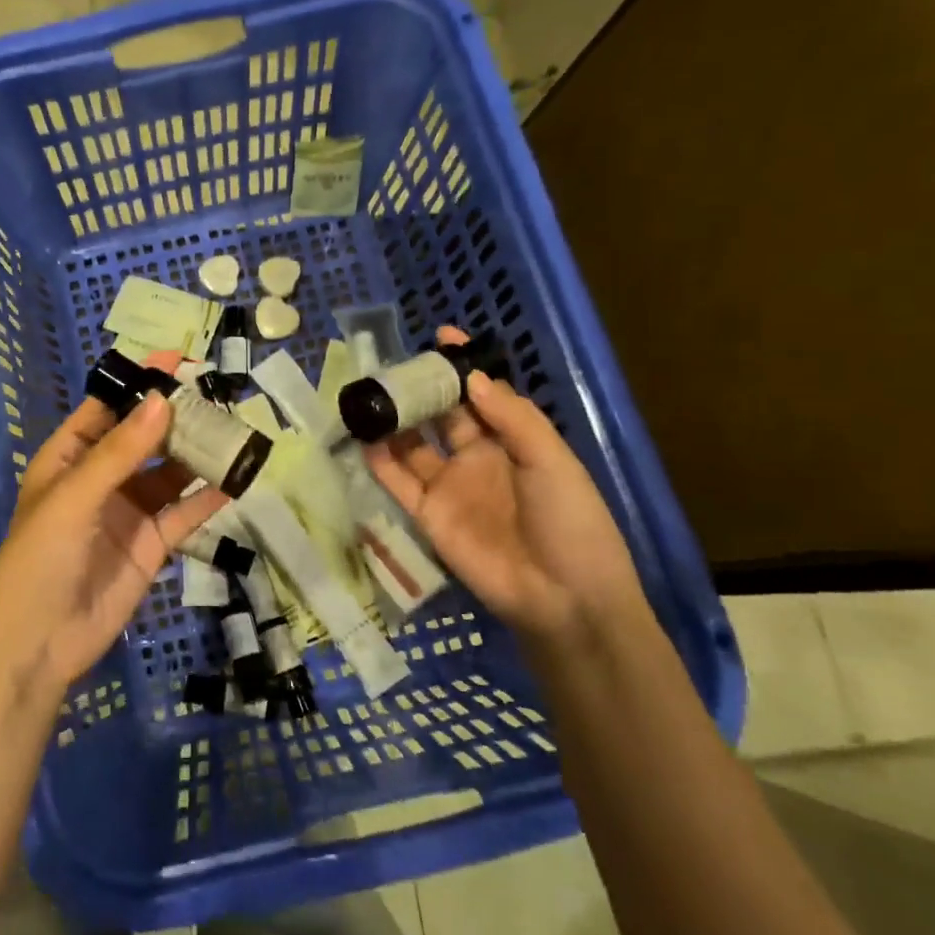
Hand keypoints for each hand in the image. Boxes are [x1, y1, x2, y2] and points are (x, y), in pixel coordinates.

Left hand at [0, 393, 227, 694]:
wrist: (37, 643)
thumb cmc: (41, 556)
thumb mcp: (75, 495)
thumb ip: (121, 451)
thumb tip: (162, 400)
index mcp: (69, 457)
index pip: (107, 408)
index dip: (138, 383)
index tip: (177, 360)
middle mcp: (100, 478)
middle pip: (144, 437)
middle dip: (176, 417)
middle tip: (217, 395)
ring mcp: (128, 512)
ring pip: (169, 473)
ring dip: (197, 454)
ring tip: (234, 430)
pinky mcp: (152, 545)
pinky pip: (184, 513)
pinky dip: (208, 497)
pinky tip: (236, 480)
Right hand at [365, 326, 643, 644]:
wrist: (563, 598)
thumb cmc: (570, 522)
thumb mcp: (552, 461)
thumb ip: (512, 418)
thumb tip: (471, 378)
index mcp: (512, 441)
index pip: (481, 395)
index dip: (463, 367)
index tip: (442, 336)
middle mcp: (476, 457)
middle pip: (441, 414)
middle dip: (420, 389)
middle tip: (393, 366)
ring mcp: (449, 485)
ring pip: (413, 444)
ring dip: (393, 421)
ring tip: (369, 395)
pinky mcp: (428, 514)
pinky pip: (398, 481)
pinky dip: (380, 460)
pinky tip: (364, 437)